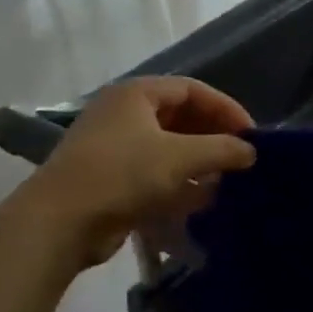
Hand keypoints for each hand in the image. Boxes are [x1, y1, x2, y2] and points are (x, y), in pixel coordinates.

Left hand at [27, 77, 255, 266]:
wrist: (61, 221)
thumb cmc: (123, 174)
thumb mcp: (180, 157)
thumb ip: (222, 149)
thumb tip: (251, 151)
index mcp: (137, 95)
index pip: (192, 90)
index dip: (225, 108)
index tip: (251, 134)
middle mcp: (124, 115)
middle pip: (181, 118)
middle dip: (213, 137)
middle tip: (241, 157)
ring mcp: (115, 148)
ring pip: (169, 149)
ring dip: (199, 164)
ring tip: (228, 181)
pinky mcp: (112, 180)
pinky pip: (155, 175)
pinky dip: (180, 184)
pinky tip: (204, 201)